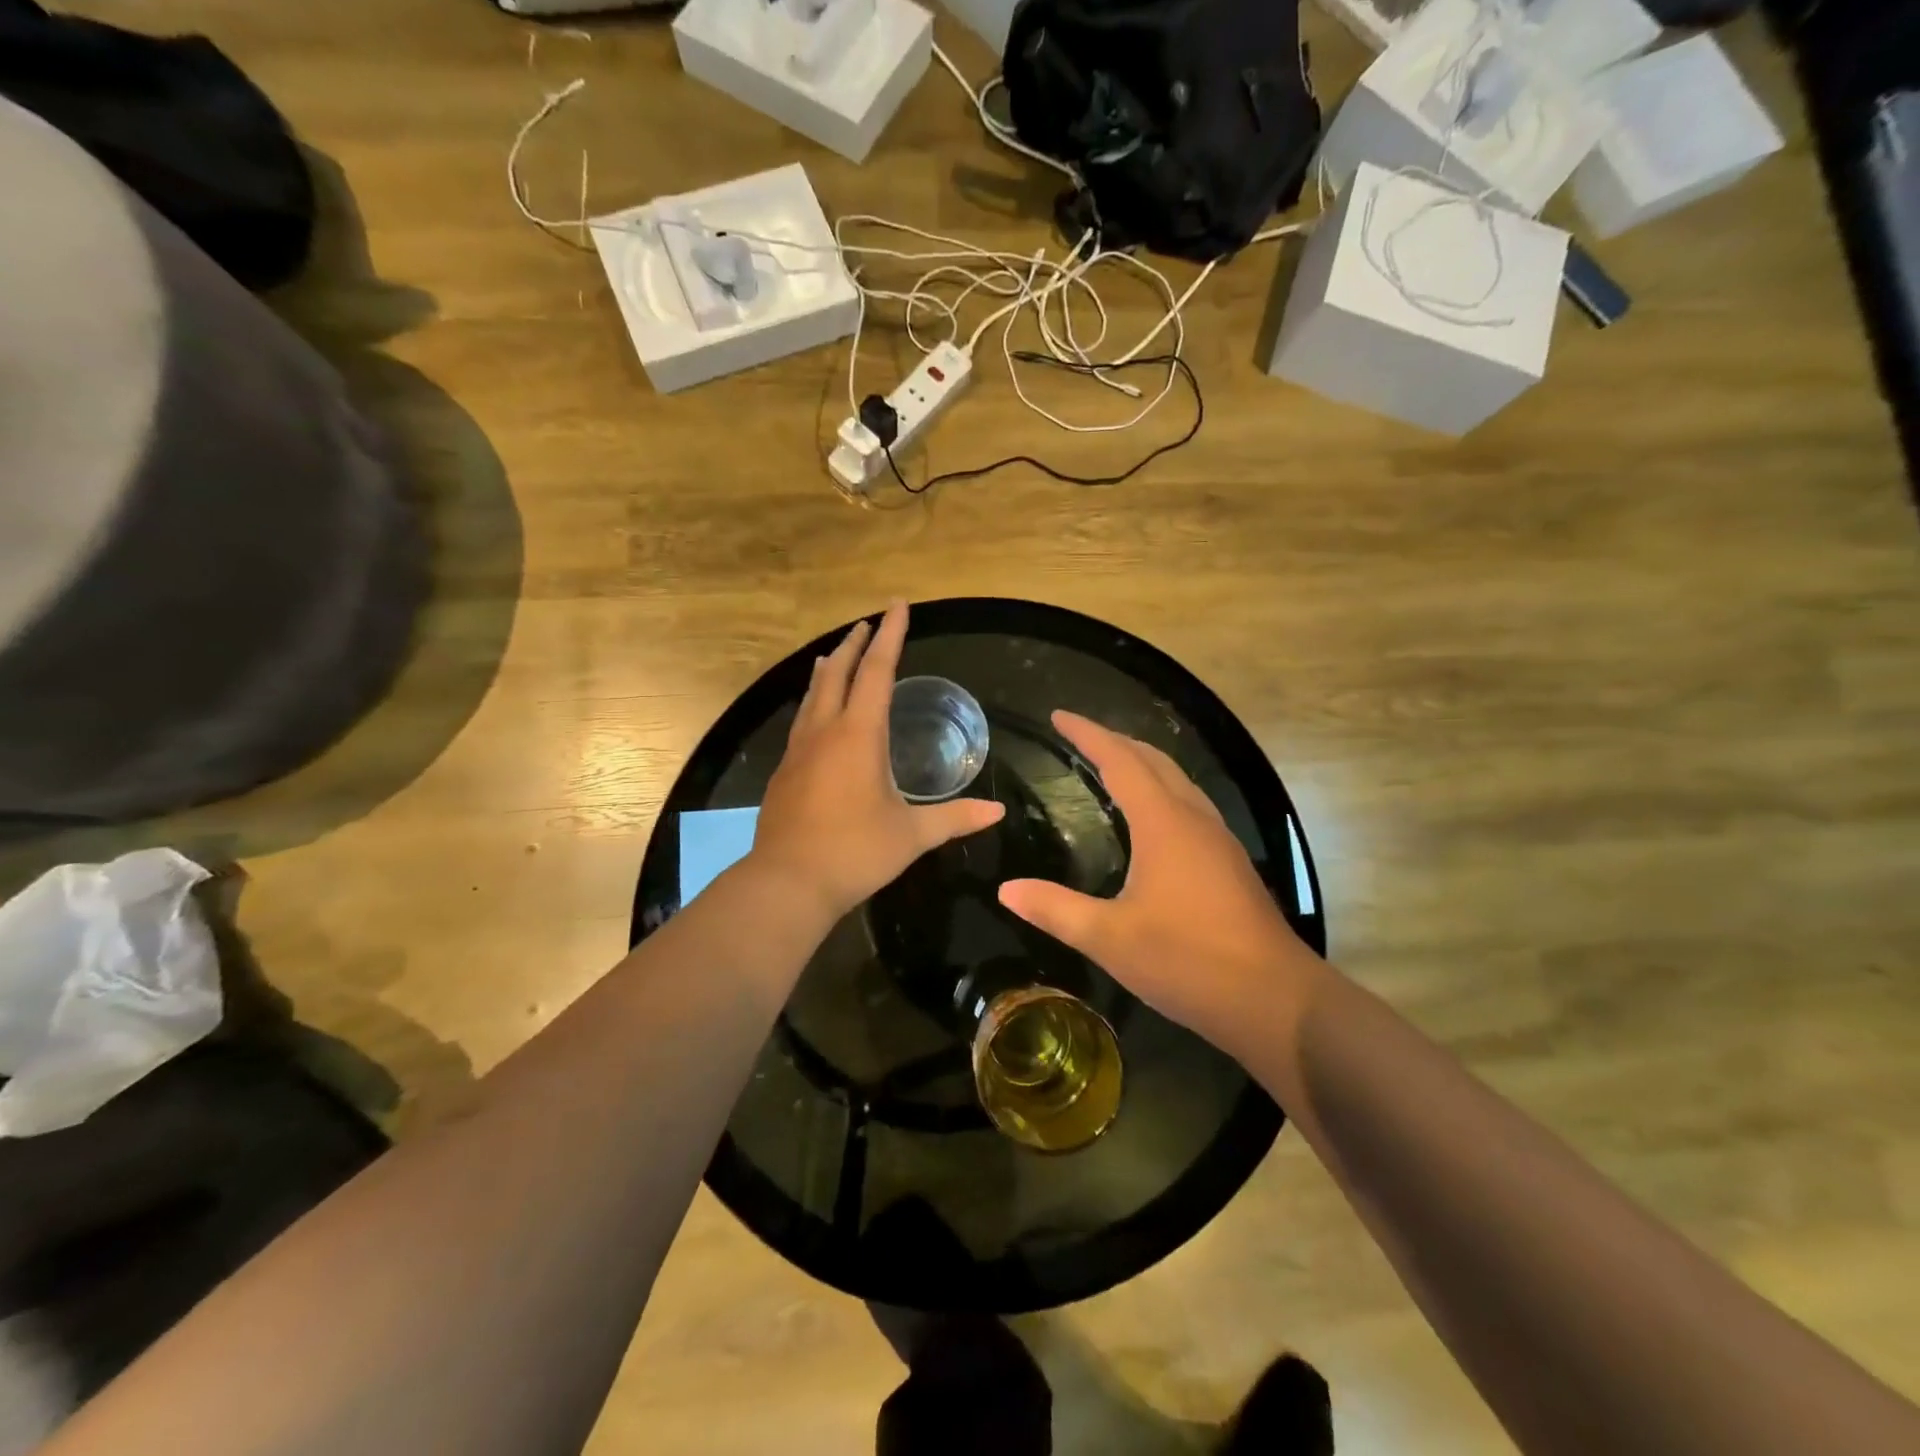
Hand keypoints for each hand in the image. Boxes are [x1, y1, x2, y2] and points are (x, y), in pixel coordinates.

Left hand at [749, 601, 1004, 925]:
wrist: (787, 882)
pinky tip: (817, 716)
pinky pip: (802, 721)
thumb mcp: (911, 835)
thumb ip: (954, 818)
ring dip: (828, 670)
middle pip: (837, 673)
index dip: (890, 636)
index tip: (897, 606)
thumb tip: (996, 811)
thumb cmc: (855, 852)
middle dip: (854, 644)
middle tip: (867, 623)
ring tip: (834, 656)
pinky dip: (814, 702)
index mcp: (859, 735)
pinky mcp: (784, 772)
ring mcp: (798, 750)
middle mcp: (825, 731)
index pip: (877, 671)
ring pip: (812, 695)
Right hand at [997, 711, 1322, 1050]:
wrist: (1274, 999)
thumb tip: (1006, 889)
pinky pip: (1190, 804)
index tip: (1058, 716)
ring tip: (1111, 766)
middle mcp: (1193, 818)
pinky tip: (1152, 818)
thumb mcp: (1110, 939)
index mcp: (1163, 823)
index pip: (1120, 760)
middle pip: (1153, 760)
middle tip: (1080, 737)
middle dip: (1115, 740)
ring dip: (1143, 763)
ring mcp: (1218, 839)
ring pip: (1177, 780)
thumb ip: (1055, 909)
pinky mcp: (1230, 862)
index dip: (1088, 734)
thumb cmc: (1188, 961)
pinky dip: (1161, 790)